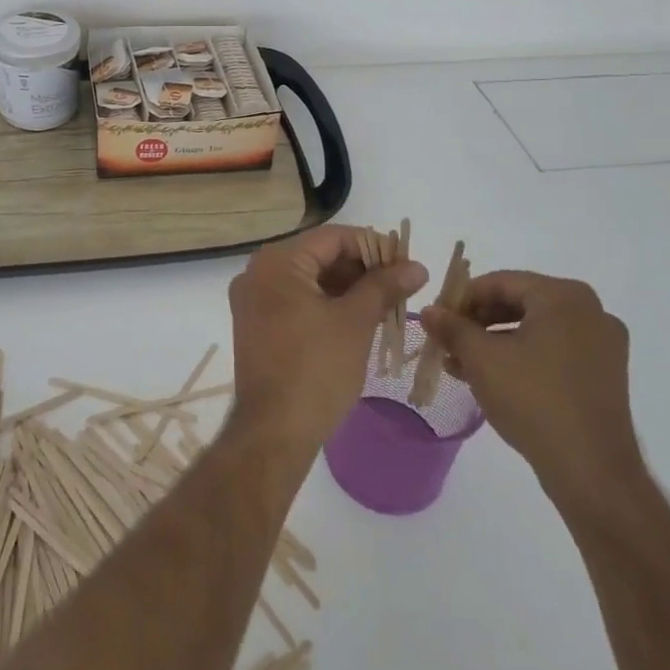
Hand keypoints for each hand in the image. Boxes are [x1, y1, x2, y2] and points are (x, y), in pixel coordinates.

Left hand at [227, 226, 427, 455]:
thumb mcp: (356, 322)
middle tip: (400, 285)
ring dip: (346, 288)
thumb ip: (384, 286)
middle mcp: (257, 273)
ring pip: (309, 280)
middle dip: (361, 269)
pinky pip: (296, 301)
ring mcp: (253, 301)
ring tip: (385, 303)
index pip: (332, 238)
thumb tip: (416, 266)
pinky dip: (326, 305)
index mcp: (277, 263)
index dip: (373, 246)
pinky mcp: (256, 326)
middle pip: (318, 257)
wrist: (274, 432)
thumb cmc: (316, 369)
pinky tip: (357, 318)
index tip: (406, 263)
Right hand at [421, 271, 644, 510]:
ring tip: (460, 363)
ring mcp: (602, 346)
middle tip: (446, 340)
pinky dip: (520, 357)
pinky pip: (553, 351)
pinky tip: (491, 378)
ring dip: (494, 342)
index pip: (500, 282)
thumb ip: (452, 327)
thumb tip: (429, 310)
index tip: (436, 318)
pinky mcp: (604, 376)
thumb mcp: (481, 358)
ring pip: (534, 330)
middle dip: (477, 322)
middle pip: (519, 303)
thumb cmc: (533, 399)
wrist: (592, 471)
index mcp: (564, 297)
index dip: (461, 298)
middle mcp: (590, 312)